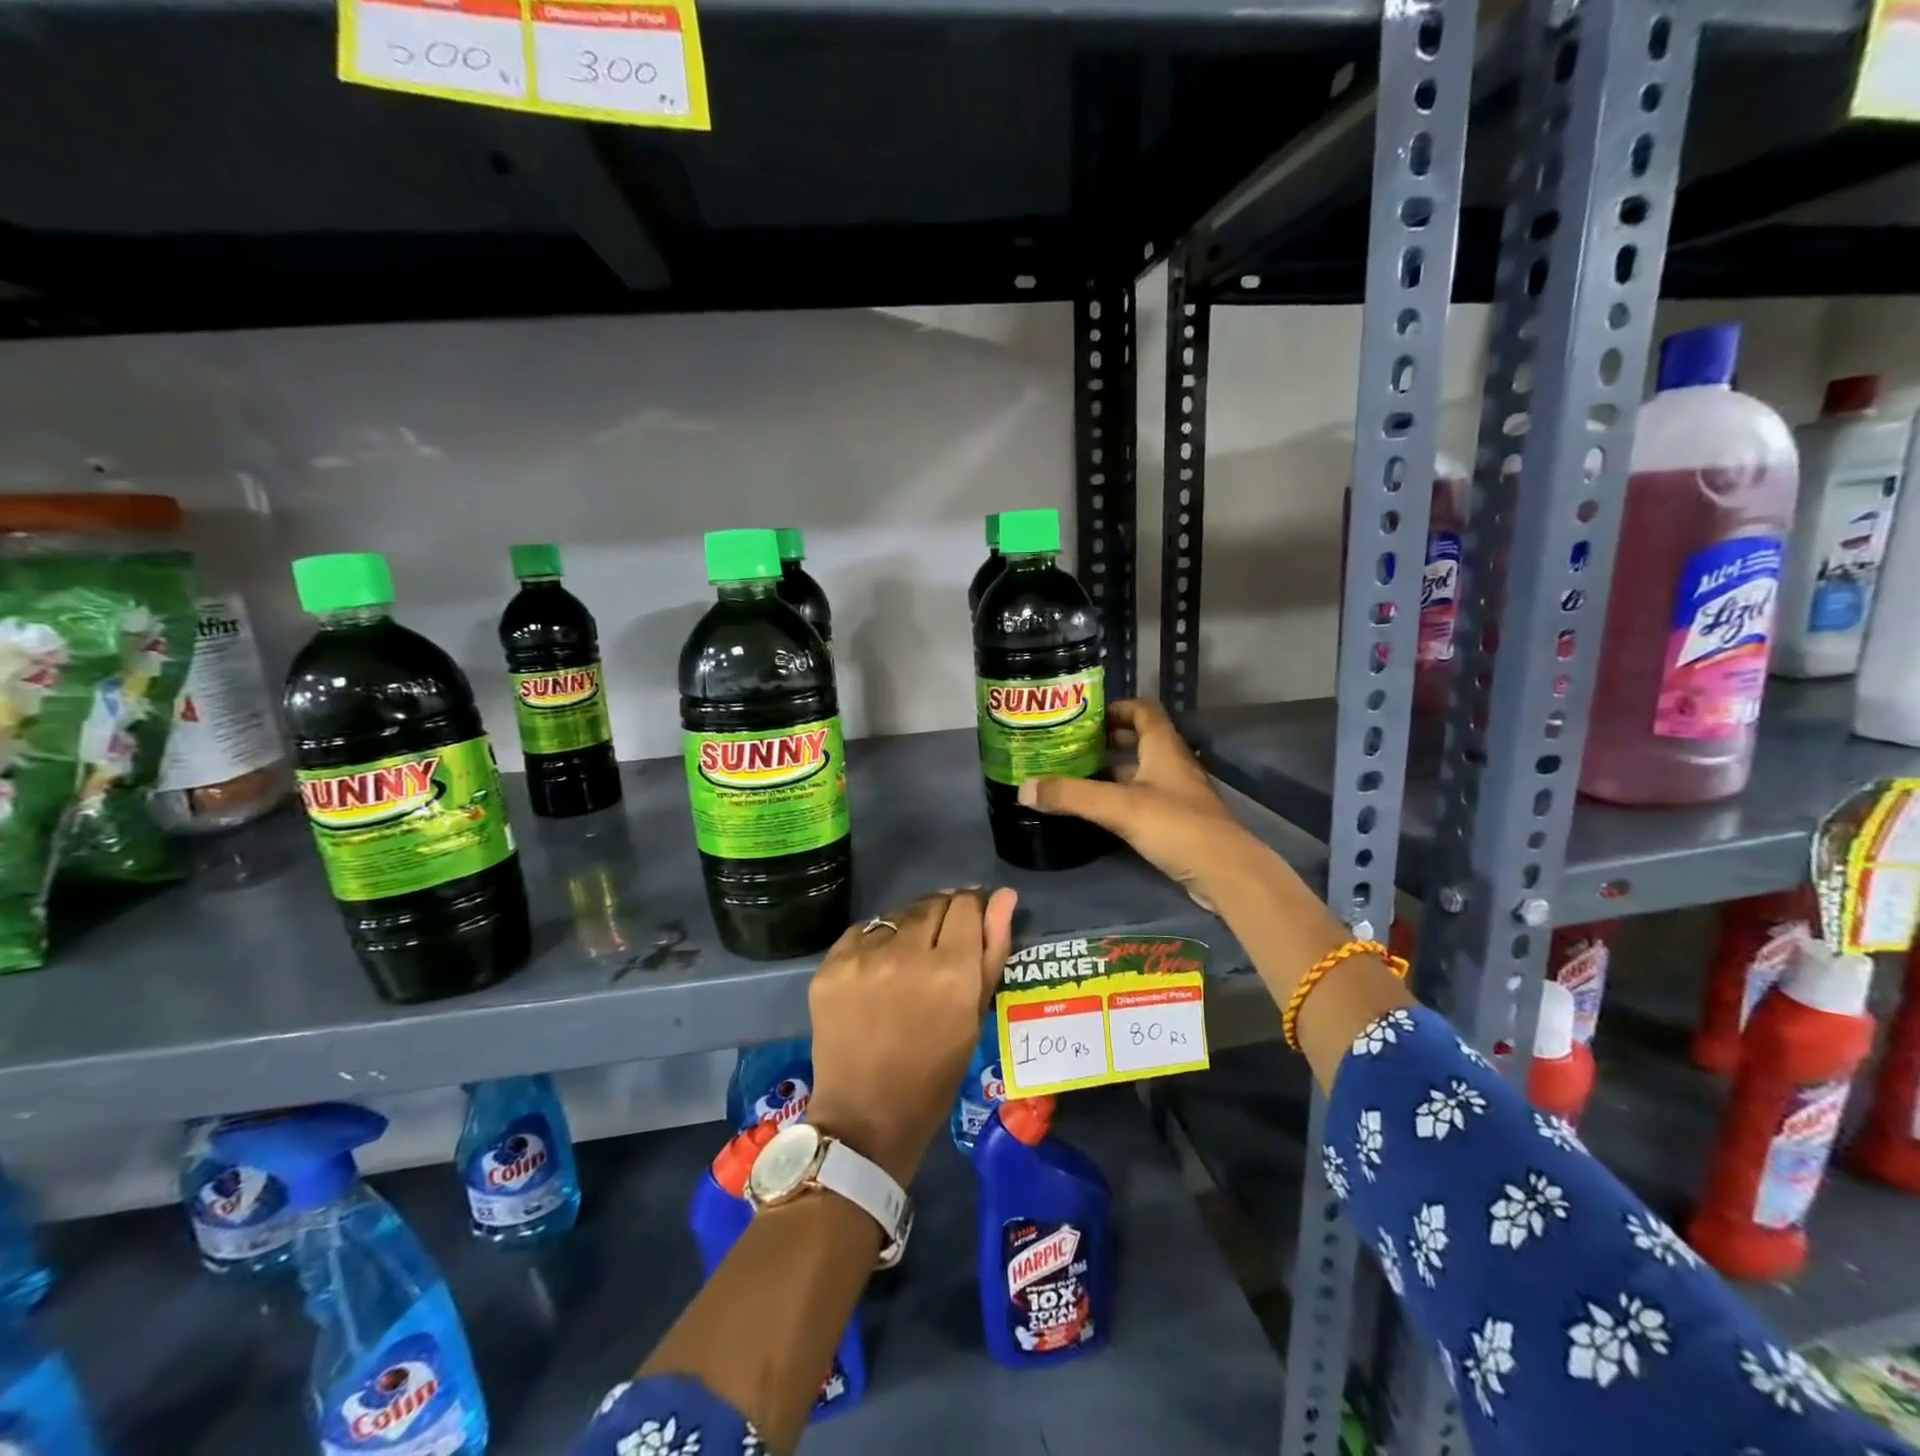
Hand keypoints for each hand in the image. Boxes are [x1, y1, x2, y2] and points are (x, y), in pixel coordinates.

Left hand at [806, 888, 1017, 1184]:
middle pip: (932, 903)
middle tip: (941, 943)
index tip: (971, 922)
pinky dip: (876, 942)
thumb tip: (1004, 896)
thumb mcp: (974, 1017)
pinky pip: (863, 931)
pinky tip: (879, 969)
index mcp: (952, 972)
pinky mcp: (831, 965)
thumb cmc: (934, 1075)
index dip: (973, 909)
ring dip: (910, 927)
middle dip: (943, 915)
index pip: (966, 905)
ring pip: (898, 915)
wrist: (865, 1118)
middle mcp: (907, 955)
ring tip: (909, 959)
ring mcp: (864, 958)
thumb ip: (992, 950)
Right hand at [1018, 698, 1257, 910]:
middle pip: (1140, 741)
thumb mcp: (1118, 807)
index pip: (1144, 711)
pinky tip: (1099, 811)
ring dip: (1113, 771)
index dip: (1118, 707)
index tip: (1086, 715)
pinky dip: (1121, 798)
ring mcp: (1177, 795)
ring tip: (1077, 776)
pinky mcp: (1177, 822)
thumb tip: (1024, 788)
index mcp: (1163, 748)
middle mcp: (1172, 765)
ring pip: (1141, 772)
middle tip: (1072, 746)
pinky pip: (1144, 799)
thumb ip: (1072, 796)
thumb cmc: (1175, 825)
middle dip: (1108, 740)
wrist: (1224, 871)